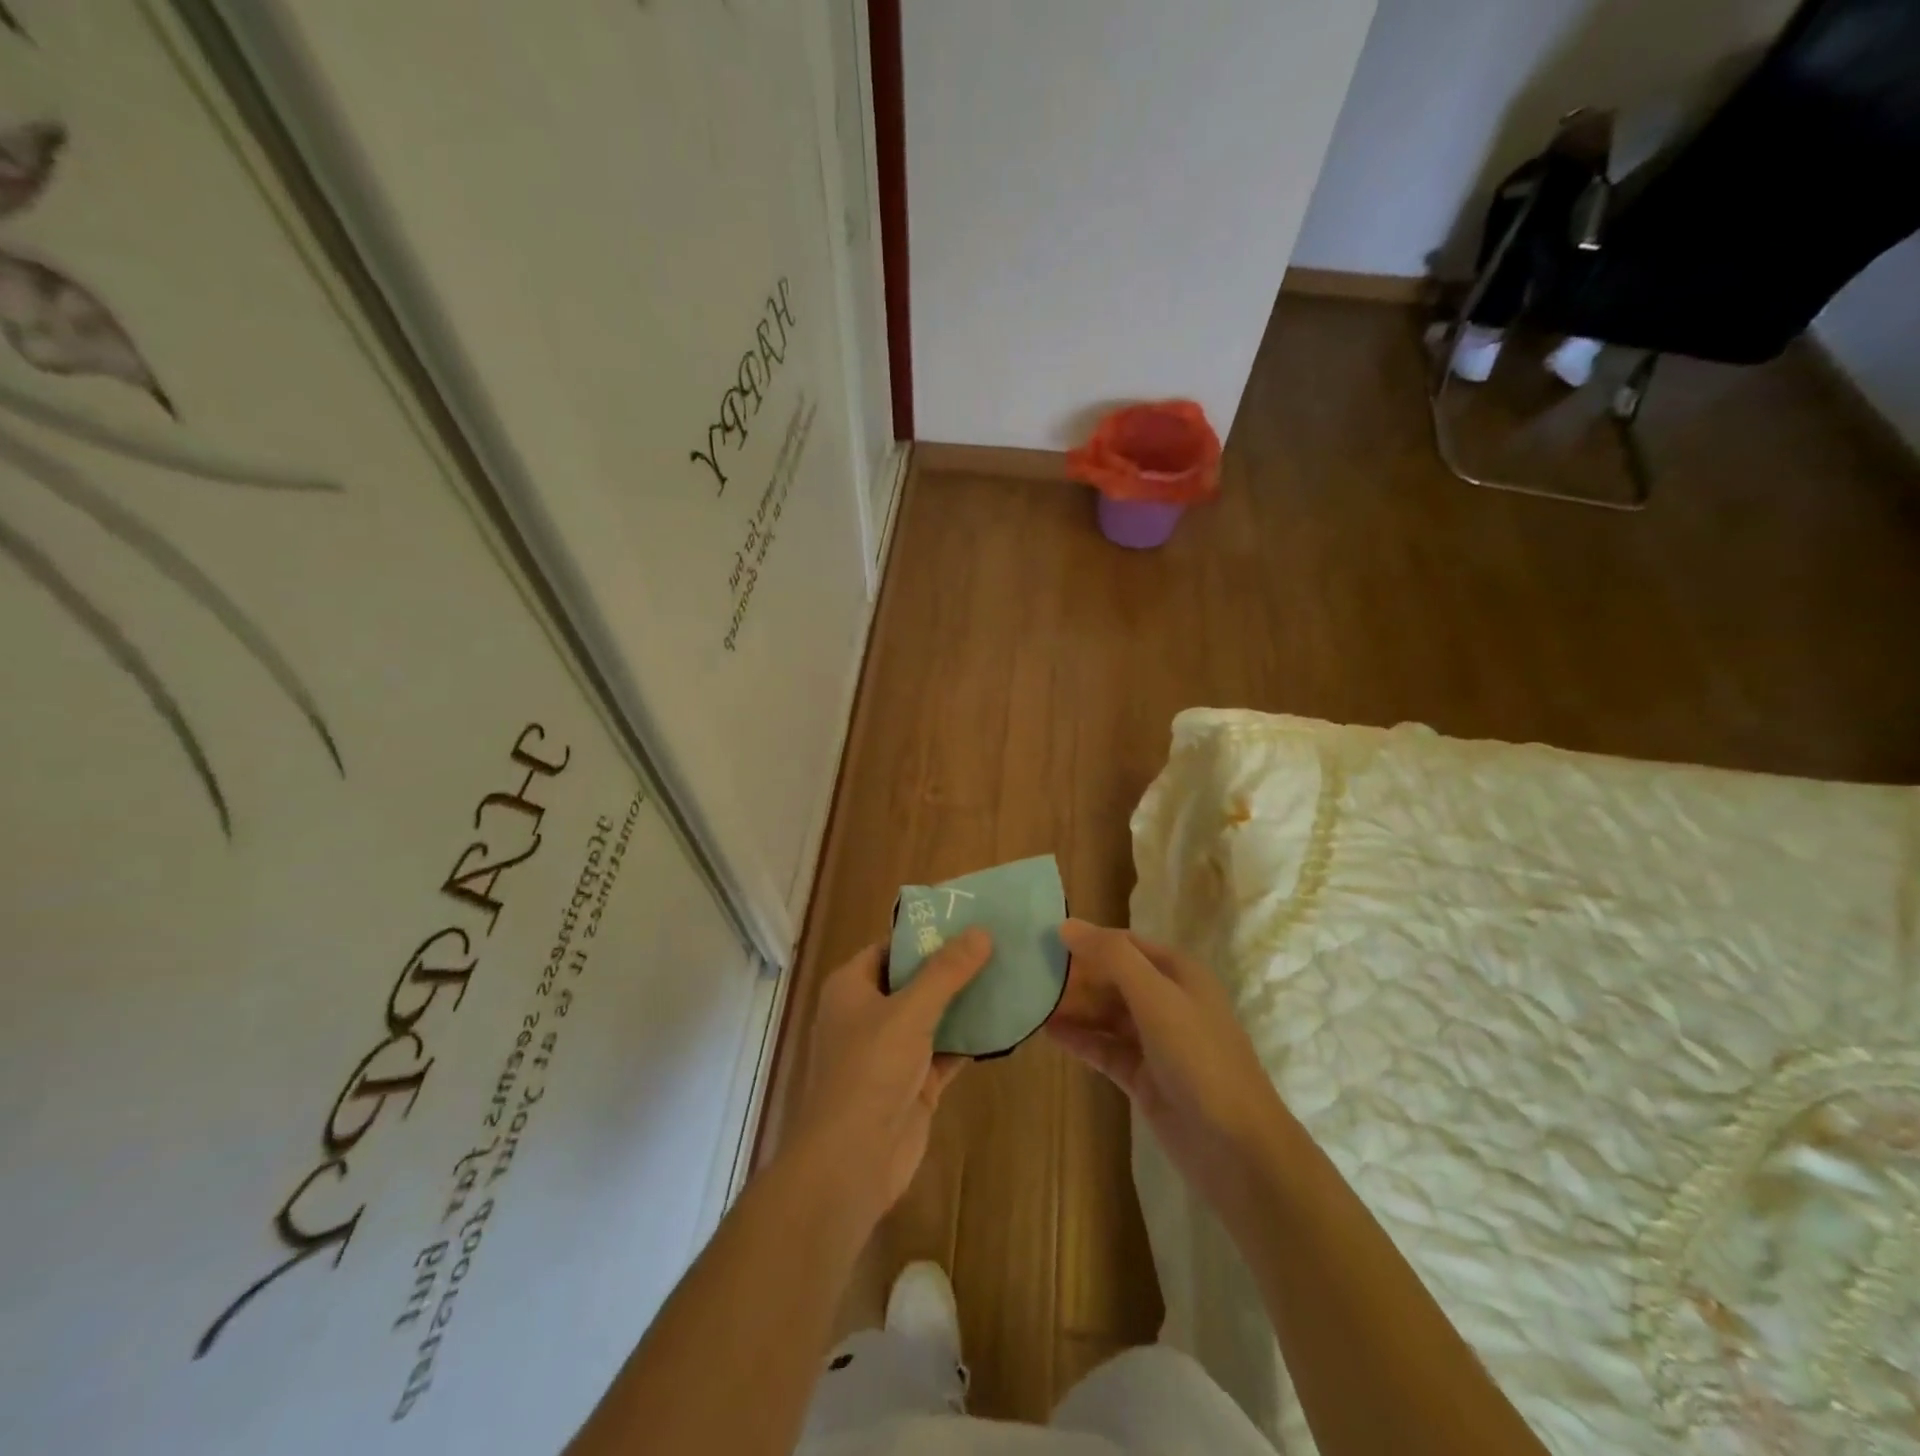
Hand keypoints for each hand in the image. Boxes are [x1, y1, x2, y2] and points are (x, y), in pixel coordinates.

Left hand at [791, 930, 990, 1224]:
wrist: (852, 1161)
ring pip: (933, 1015)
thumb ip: (946, 972)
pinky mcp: (913, 1082)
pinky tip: (1005, 1022)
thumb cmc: (869, 1071)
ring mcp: (890, 1051)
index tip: (967, 920)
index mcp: (852, 987)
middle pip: (914, 979)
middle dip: (952, 966)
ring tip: (1009, 974)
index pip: (890, 947)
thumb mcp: (910, 1012)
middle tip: (997, 944)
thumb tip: (981, 932)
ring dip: (965, 1001)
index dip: (925, 933)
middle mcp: (868, 1014)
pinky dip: (970, 1038)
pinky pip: (945, 1049)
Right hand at [1047, 920, 1286, 1208]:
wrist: (1237, 1150)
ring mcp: (1155, 1041)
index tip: (1043, 939)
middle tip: (1028, 974)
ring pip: (1106, 1014)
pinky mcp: (1143, 1077)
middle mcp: (1167, 1001)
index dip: (1087, 940)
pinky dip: (1079, 1039)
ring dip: (1073, 1007)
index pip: (1125, 943)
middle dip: (1075, 975)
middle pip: (1113, 978)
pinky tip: (1047, 1032)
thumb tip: (1066, 925)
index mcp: (1179, 973)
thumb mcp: (1156, 997)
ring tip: (1029, 1001)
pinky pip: (1104, 1048)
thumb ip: (1112, 957)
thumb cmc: (1199, 1059)